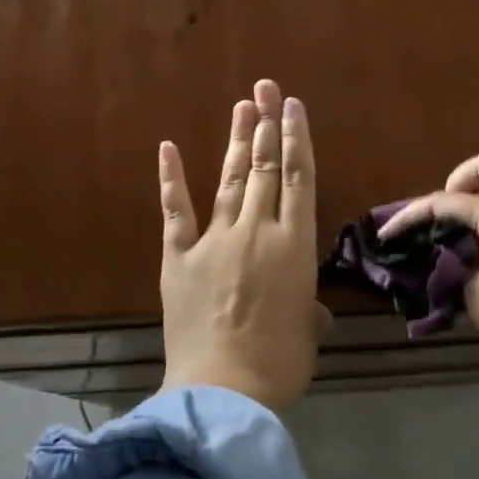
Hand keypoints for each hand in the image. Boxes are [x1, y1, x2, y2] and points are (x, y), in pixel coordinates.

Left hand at [158, 78, 326, 412]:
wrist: (223, 390)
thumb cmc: (280, 364)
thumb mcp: (307, 333)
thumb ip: (308, 311)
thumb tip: (310, 310)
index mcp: (295, 246)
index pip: (299, 179)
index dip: (296, 139)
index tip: (292, 107)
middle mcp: (257, 231)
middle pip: (263, 168)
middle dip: (266, 125)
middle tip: (265, 88)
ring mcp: (215, 241)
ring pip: (228, 180)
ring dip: (235, 142)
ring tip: (242, 107)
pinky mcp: (179, 257)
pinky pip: (176, 211)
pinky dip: (171, 179)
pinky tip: (168, 147)